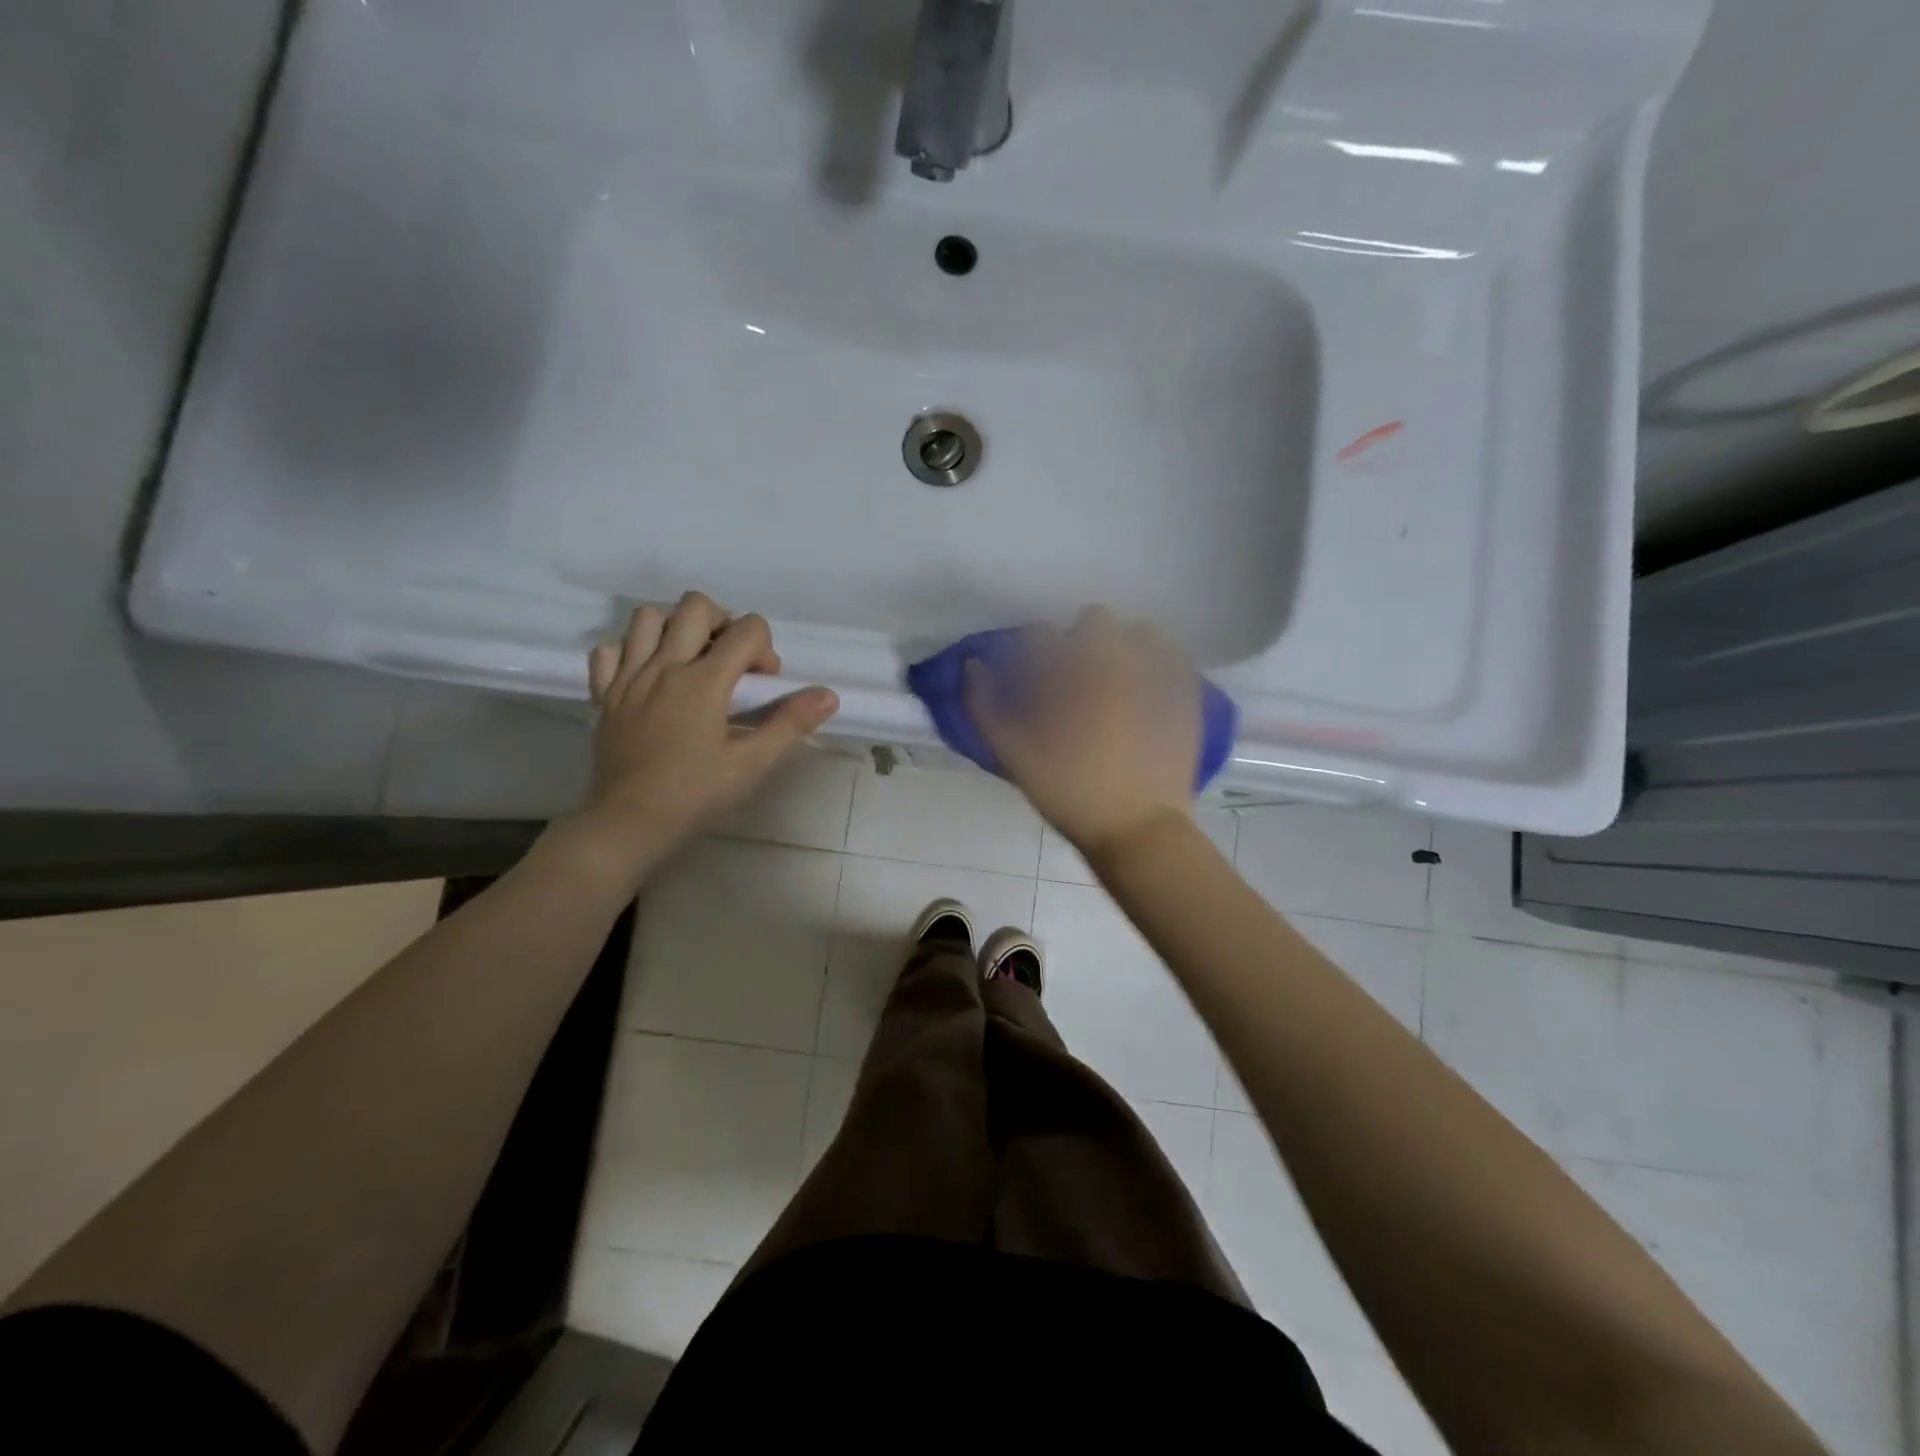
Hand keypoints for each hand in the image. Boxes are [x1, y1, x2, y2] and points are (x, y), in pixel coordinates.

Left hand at [572, 594, 838, 869]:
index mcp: (703, 681)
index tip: (763, 686)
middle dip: (724, 623)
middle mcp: (664, 666)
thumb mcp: (752, 764)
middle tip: (731, 662)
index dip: (766, 649)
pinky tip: (647, 676)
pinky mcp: (605, 695)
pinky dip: (630, 652)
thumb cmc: (695, 795)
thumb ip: (791, 723)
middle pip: (696, 606)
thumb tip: (829, 695)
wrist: (628, 823)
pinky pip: (609, 650)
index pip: (747, 629)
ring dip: (675, 627)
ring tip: (691, 660)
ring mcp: (629, 677)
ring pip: (647, 617)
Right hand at [967, 606, 1199, 861]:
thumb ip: (985, 707)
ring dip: (1122, 645)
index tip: (1032, 677)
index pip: (1043, 634)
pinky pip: (1172, 656)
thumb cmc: (1070, 791)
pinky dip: (1156, 663)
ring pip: (1138, 632)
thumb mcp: (1014, 755)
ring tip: (1114, 681)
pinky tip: (1146, 691)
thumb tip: (973, 666)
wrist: (1138, 827)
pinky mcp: (1186, 692)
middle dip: (1080, 640)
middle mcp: (1119, 657)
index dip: (1031, 652)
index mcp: (1075, 670)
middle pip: (1095, 620)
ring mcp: (1159, 672)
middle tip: (1074, 678)